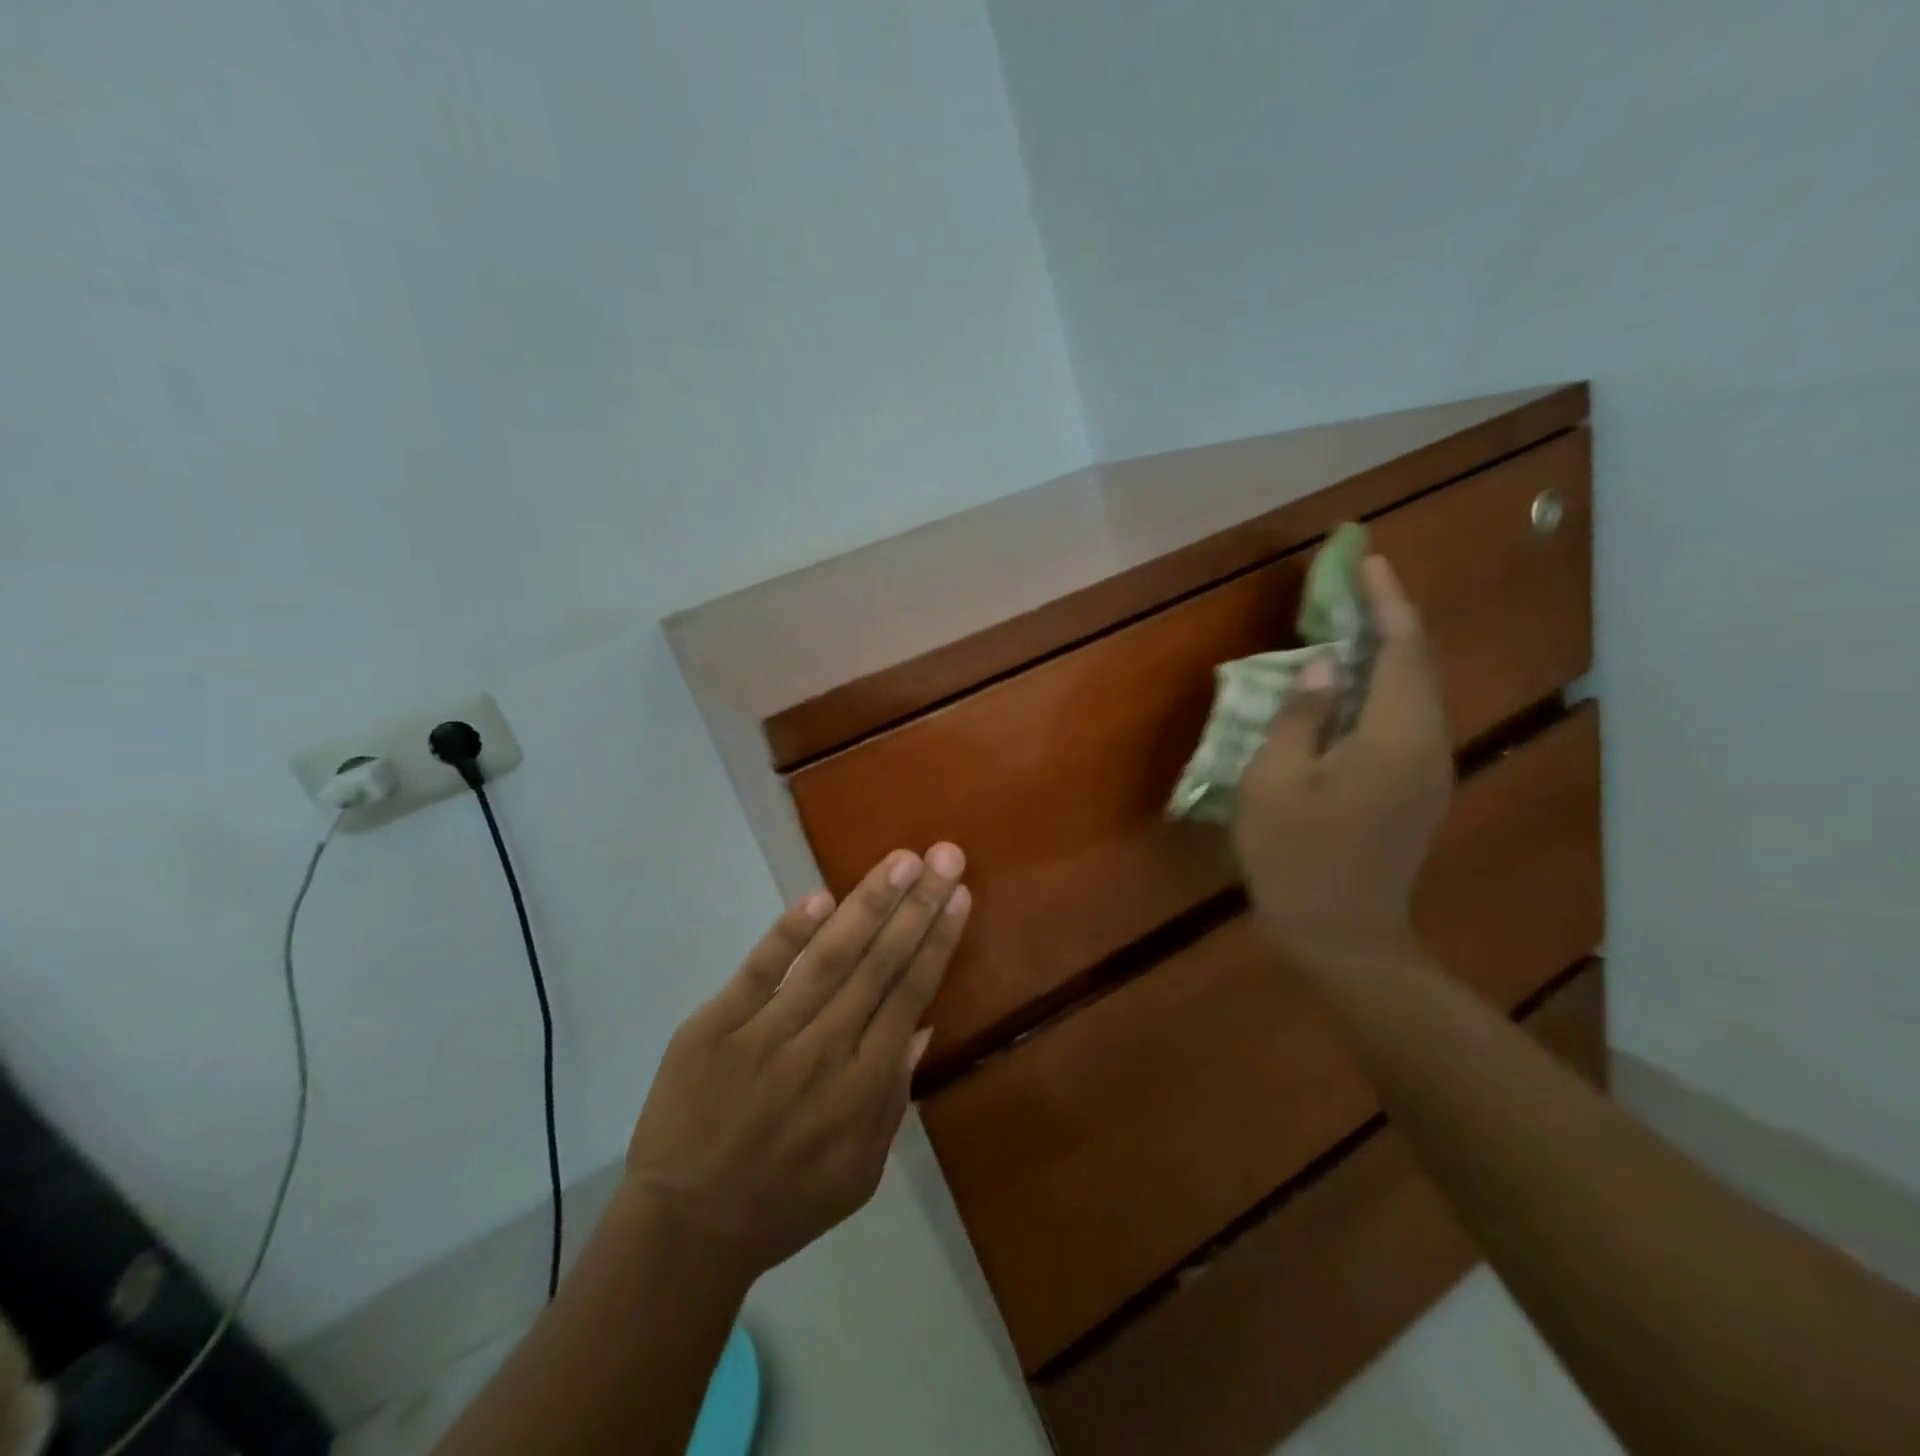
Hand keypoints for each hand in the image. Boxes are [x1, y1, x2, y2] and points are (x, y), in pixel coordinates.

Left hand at [624, 845, 969, 1280]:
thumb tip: (923, 1024)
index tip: (958, 894)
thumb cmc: (785, 1201)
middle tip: (945, 855)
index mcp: (863, 1088)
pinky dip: (788, 935)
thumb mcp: (860, 1170)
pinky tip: (820, 899)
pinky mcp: (714, 1028)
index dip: (937, 941)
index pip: (909, 995)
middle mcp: (824, 1052)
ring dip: (869, 905)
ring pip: (829, 959)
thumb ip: (894, 1096)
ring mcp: (766, 1035)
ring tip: (901, 861)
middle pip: (879, 966)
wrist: (686, 1231)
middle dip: (917, 905)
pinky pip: (757, 973)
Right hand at [1232, 557, 1452, 967]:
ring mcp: (1428, 771)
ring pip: (1416, 693)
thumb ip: (1302, 714)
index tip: (1369, 562)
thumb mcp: (1275, 781)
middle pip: (1419, 666)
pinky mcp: (1416, 790)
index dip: (1386, 602)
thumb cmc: (1297, 857)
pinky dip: (1384, 690)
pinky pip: (1407, 720)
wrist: (1342, 935)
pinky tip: (1352, 688)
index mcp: (1395, 738)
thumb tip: (1328, 664)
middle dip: (1390, 620)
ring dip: (1388, 654)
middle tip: (1354, 588)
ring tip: (1350, 627)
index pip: (1402, 650)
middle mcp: (1427, 746)